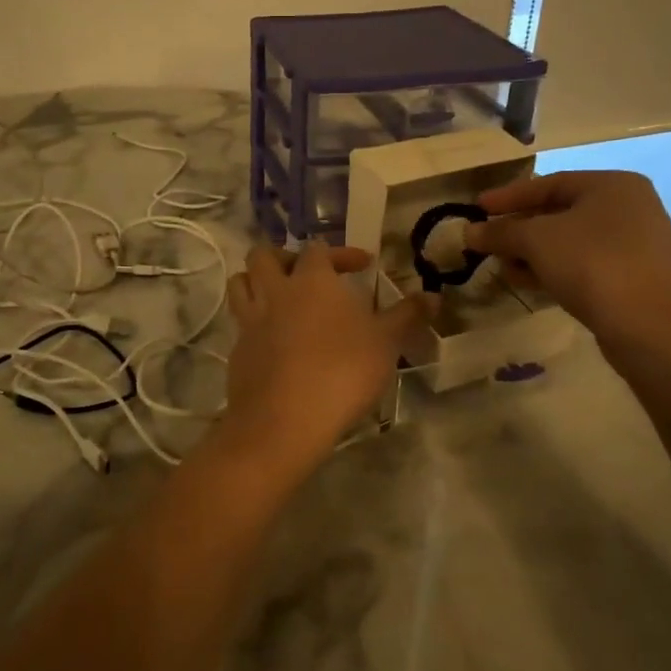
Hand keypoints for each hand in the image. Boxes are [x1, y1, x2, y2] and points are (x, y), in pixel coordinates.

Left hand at [222, 243, 431, 465]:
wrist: (284, 421)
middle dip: (284, 257)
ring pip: (240, 283)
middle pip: (264, 256)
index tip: (362, 266)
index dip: (340, 253)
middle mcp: (275, 292)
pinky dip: (255, 323)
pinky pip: (240, 324)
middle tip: (307, 274)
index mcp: (311, 280)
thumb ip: (408, 315)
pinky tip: (275, 342)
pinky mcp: (237, 351)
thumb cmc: (342, 372)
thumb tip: (434, 295)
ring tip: (281, 298)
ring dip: (257, 282)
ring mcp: (250, 321)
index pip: (319, 249)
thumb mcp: (386, 343)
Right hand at [463, 172, 670, 358]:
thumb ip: (500, 232)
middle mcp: (630, 207)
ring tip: (504, 267)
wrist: (645, 325)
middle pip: (560, 212)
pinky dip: (554, 268)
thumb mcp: (535, 240)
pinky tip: (529, 282)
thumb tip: (469, 232)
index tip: (477, 208)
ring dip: (533, 252)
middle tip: (488, 241)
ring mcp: (636, 243)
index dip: (509, 196)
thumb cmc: (590, 264)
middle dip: (519, 229)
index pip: (550, 183)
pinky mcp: (634, 275)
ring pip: (571, 240)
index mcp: (613, 185)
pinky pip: (585, 263)